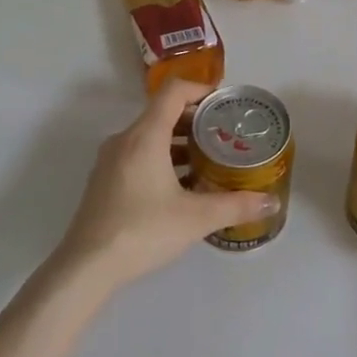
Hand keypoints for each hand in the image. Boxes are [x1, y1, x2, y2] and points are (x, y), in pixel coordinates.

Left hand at [55, 79, 280, 290]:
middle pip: (162, 112)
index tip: (224, 102)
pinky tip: (181, 186)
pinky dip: (162, 158)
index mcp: (145, 135)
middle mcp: (125, 139)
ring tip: (208, 160)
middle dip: (195, 119)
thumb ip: (235, 206)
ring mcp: (110, 160)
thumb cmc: (142, 231)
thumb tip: (270, 202)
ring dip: (179, 141)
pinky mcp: (104, 181)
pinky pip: (138, 154)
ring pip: (149, 136)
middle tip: (225, 134)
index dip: (200, 89)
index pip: (173, 92)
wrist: (86, 267)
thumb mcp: (195, 218)